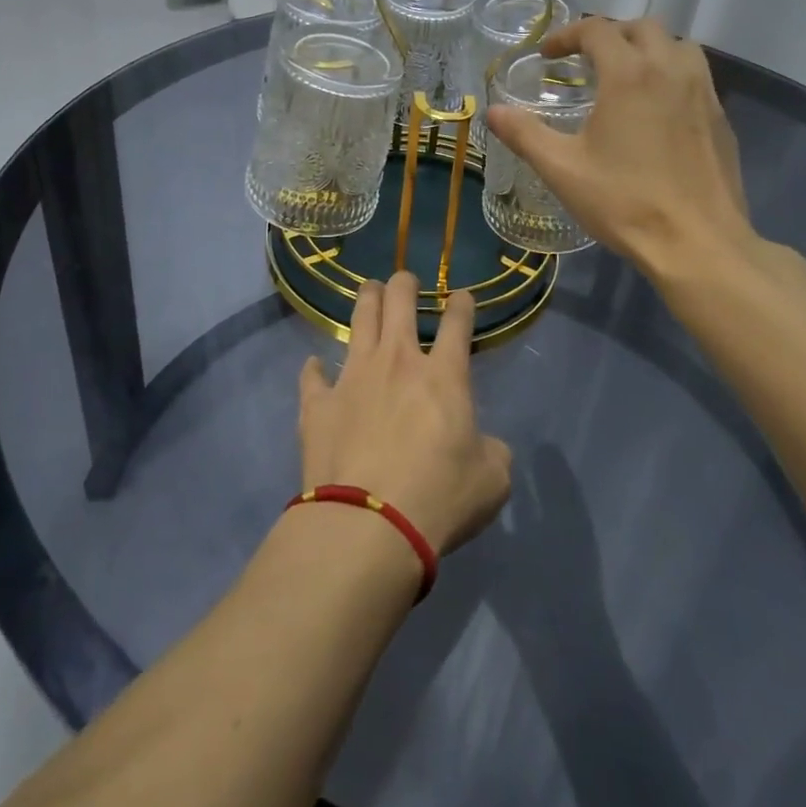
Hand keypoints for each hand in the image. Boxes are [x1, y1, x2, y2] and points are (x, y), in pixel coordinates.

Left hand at [297, 273, 511, 555]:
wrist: (368, 524)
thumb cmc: (439, 498)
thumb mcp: (491, 481)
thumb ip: (492, 453)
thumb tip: (486, 447)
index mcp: (443, 376)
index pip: (457, 324)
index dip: (462, 304)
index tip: (462, 296)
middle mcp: (397, 362)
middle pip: (399, 302)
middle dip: (404, 283)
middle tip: (405, 281)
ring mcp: (353, 377)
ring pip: (359, 320)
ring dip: (366, 300)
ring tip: (369, 291)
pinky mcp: (319, 404)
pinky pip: (313, 377)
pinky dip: (314, 370)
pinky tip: (314, 365)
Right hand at [486, 16, 754, 280]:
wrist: (697, 243)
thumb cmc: (624, 202)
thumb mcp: (562, 169)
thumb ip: (524, 134)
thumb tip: (493, 111)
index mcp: (629, 74)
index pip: (597, 30)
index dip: (567, 35)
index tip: (548, 56)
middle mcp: (670, 70)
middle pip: (642, 27)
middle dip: (610, 34)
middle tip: (586, 61)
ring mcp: (704, 92)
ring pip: (678, 45)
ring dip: (648, 48)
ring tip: (626, 75)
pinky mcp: (722, 118)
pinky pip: (697, 76)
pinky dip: (672, 74)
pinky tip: (658, 110)